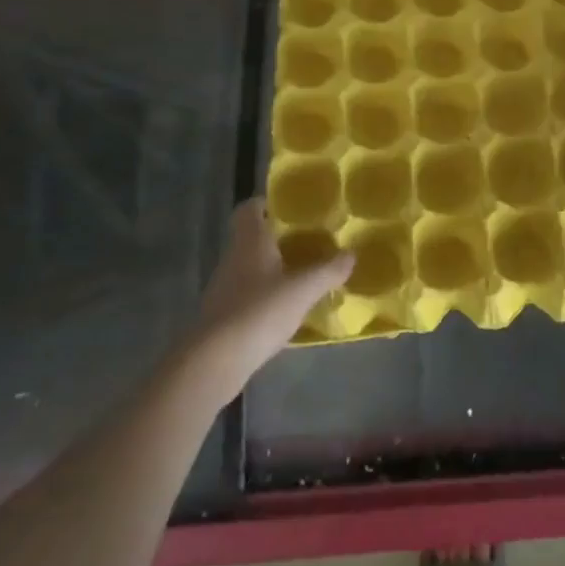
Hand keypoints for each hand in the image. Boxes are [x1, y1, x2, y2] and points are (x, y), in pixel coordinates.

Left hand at [190, 198, 351, 380]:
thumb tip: (351, 255)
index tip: (291, 207)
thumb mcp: (304, 289)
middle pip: (253, 238)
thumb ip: (329, 270)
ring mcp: (225, 289)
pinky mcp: (223, 317)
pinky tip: (288, 310)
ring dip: (274, 269)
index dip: (267, 203)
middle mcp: (234, 259)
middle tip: (311, 241)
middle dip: (279, 239)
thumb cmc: (260, 311)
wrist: (214, 362)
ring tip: (305, 275)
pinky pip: (249, 296)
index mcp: (250, 241)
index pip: (250, 209)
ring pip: (252, 268)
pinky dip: (267, 297)